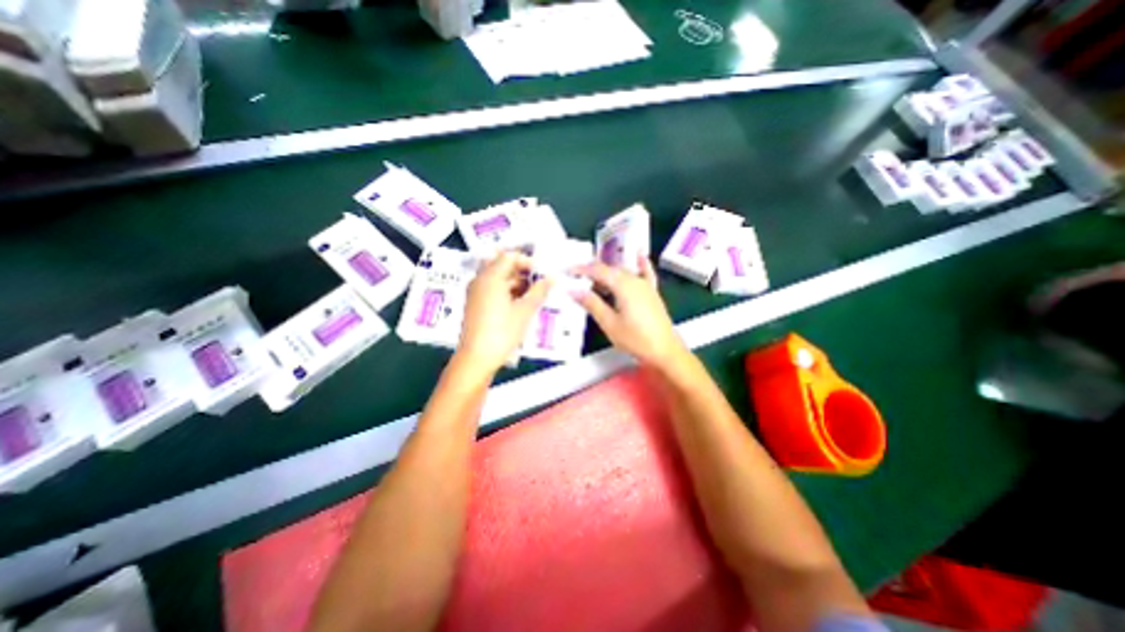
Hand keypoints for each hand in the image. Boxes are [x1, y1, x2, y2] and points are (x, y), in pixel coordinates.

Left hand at [460, 248, 551, 372]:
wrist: (476, 359)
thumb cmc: (502, 332)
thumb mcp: (525, 311)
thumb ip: (539, 291)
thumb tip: (552, 278)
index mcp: (490, 277)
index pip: (509, 257)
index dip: (527, 262)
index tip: (542, 273)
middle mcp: (480, 281)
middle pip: (502, 266)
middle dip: (522, 272)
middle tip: (539, 283)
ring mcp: (475, 293)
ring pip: (497, 279)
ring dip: (516, 283)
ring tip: (533, 295)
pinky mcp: (475, 305)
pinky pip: (492, 290)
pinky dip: (507, 292)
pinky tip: (520, 304)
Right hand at [575, 254, 690, 370]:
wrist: (665, 350)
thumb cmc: (635, 339)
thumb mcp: (609, 323)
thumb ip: (592, 304)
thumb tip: (573, 290)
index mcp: (623, 285)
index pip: (598, 270)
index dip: (581, 269)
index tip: (567, 272)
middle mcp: (635, 279)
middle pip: (610, 269)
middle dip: (592, 271)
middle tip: (576, 279)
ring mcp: (646, 285)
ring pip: (623, 271)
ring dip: (607, 273)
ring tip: (593, 280)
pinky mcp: (652, 292)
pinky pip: (645, 273)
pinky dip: (640, 264)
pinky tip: (639, 255)